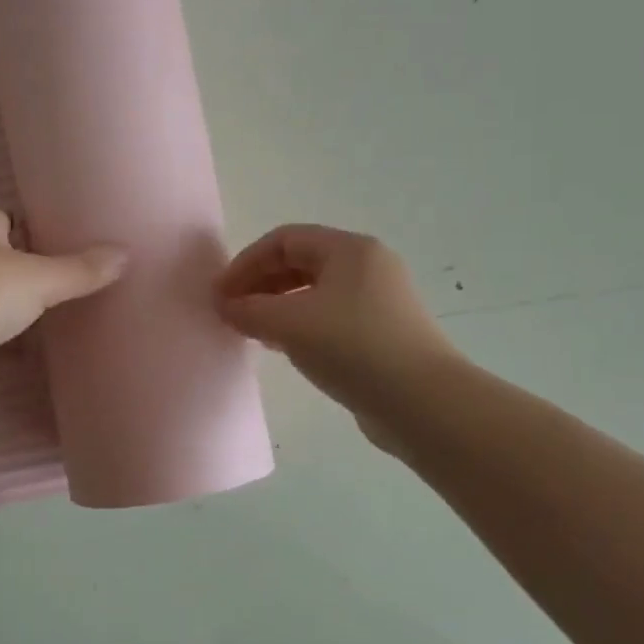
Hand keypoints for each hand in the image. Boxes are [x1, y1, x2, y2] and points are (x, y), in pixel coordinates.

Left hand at [0, 210, 127, 398]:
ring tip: (49, 319)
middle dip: (24, 271)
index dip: (31, 227)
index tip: (61, 241)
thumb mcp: (38, 279)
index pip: (6, 217)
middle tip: (63, 284)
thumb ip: (79, 270)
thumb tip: (124, 254)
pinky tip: (21, 354)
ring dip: (10, 307)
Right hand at [214, 224, 458, 447]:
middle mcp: (368, 267)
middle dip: (260, 284)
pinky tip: (284, 349)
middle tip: (231, 312)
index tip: (221, 294)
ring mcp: (379, 301)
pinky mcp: (382, 334)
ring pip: (315, 292)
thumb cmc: (353, 347)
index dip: (246, 263)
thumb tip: (224, 305)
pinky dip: (300, 326)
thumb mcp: (290, 324)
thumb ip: (249, 310)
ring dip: (277, 306)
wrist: (423, 403)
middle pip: (300, 263)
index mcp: (350, 250)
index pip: (284, 240)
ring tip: (253, 331)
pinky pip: (330, 318)